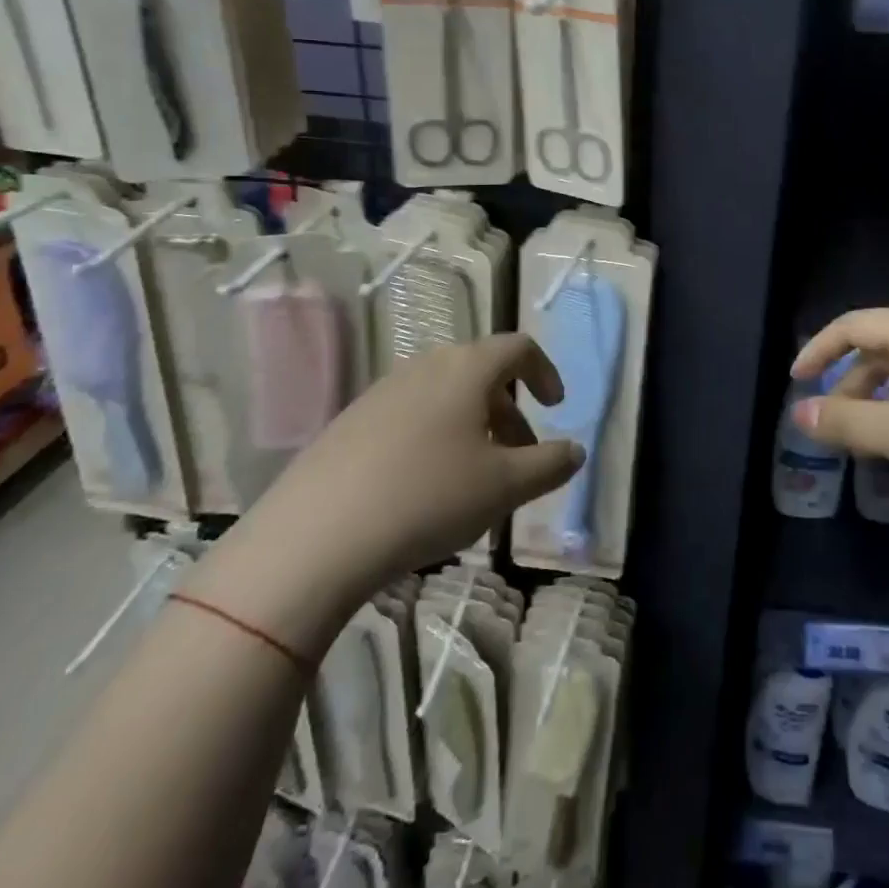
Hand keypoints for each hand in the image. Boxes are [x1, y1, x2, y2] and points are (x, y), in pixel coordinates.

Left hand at [193, 335, 581, 653]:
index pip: (519, 348)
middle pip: (481, 372)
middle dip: (510, 410)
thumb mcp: (505, 486)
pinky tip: (423, 488)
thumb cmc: (427, 498)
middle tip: (519, 455)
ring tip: (475, 477)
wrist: (312, 539)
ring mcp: (381, 392)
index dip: (545, 372)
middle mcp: (424, 366)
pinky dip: (434, 437)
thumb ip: (551, 464)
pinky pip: (409, 416)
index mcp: (466, 368)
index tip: (555, 408)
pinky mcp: (348, 423)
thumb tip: (575, 451)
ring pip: (444, 395)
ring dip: (473, 426)